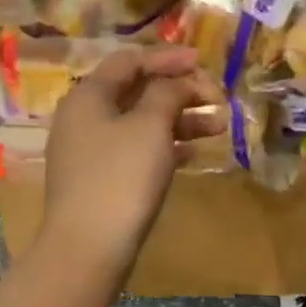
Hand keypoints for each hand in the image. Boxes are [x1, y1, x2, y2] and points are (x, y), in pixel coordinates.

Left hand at [39, 47, 225, 282]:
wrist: (88, 248)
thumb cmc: (121, 177)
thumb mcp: (150, 126)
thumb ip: (167, 93)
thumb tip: (175, 82)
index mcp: (89, 95)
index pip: (130, 61)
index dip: (168, 58)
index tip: (203, 62)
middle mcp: (84, 117)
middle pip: (137, 91)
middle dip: (180, 91)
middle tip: (217, 98)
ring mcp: (91, 150)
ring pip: (140, 122)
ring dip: (180, 119)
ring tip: (221, 126)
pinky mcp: (100, 179)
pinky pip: (136, 150)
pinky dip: (166, 146)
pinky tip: (195, 153)